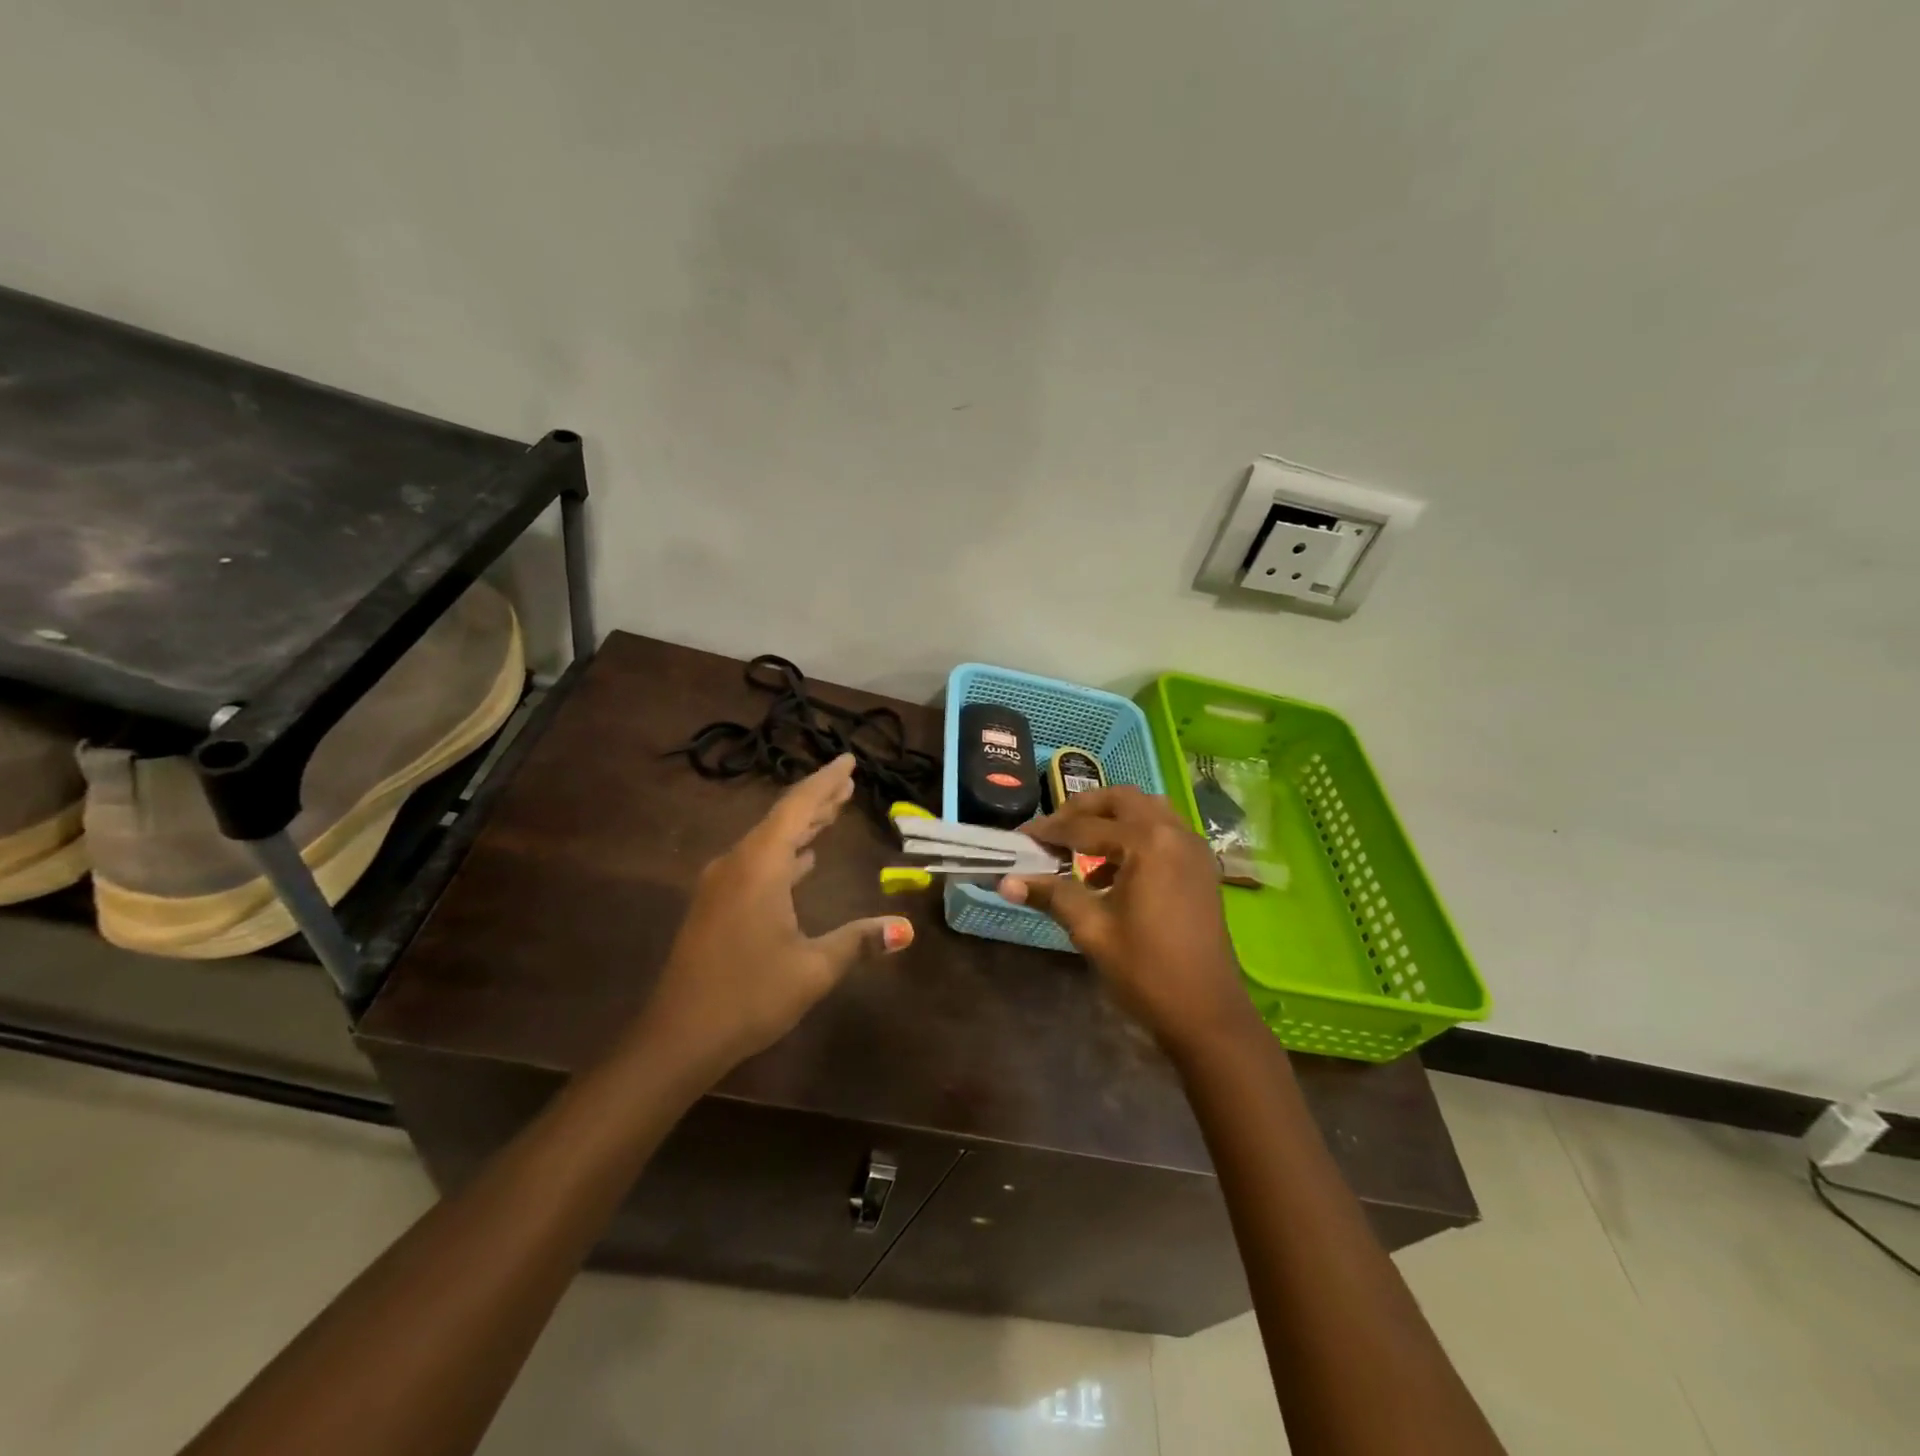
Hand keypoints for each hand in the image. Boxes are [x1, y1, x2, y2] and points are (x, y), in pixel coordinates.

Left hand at [641, 754, 912, 1078]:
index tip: (848, 760)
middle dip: (817, 800)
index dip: (825, 782)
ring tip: (833, 812)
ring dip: (801, 827)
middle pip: (782, 819)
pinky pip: (756, 862)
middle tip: (848, 782)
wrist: (678, 1037)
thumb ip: (859, 941)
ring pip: (767, 841)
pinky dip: (784, 853)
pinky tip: (802, 861)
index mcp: (759, 867)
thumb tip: (905, 929)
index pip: (798, 808)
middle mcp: (736, 864)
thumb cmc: (749, 996)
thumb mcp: (813, 969)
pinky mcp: (715, 905)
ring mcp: (721, 885)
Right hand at [999, 786, 1260, 1058]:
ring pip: (1146, 810)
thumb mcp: (1092, 930)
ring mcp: (1193, 848)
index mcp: (1147, 843)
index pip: (1085, 826)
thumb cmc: (1146, 972)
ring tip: (1081, 846)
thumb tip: (1004, 881)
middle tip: (1053, 831)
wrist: (1207, 1015)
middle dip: (1083, 809)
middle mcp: (1174, 833)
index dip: (1048, 831)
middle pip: (1121, 800)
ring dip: (1112, 818)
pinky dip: (1135, 836)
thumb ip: (1052, 895)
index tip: (1019, 838)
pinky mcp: (1201, 867)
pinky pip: (1163, 831)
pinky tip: (1112, 872)